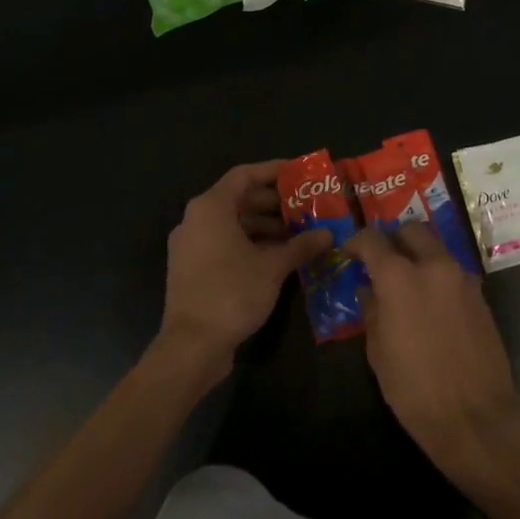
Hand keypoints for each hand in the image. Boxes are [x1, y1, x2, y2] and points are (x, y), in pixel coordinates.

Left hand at [156, 161, 331, 384]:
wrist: (191, 347)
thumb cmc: (232, 293)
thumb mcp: (273, 267)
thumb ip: (301, 245)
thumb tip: (328, 234)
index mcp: (211, 208)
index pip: (245, 175)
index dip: (273, 171)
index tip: (299, 173)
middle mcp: (196, 220)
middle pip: (239, 199)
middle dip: (274, 203)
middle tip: (305, 207)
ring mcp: (191, 246)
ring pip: (232, 224)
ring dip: (265, 226)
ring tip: (298, 233)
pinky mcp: (192, 269)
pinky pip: (224, 244)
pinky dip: (250, 244)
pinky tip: (278, 257)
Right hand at [346, 223, 519, 487]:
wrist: (476, 416)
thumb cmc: (415, 390)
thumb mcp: (379, 353)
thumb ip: (372, 312)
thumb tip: (369, 290)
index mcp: (400, 277)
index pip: (372, 240)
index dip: (356, 242)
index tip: (349, 252)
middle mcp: (433, 265)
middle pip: (411, 230)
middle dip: (394, 239)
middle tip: (382, 261)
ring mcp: (461, 277)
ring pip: (436, 247)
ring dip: (418, 255)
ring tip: (407, 282)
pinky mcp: (480, 294)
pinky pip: (452, 271)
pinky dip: (437, 276)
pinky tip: (431, 303)